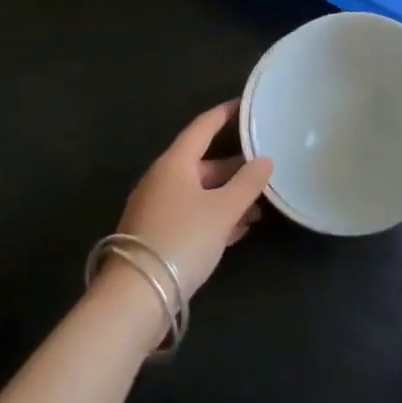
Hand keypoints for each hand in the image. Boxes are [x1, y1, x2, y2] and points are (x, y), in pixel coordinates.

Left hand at [117, 101, 273, 300]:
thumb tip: (265, 160)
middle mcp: (162, 180)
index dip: (224, 114)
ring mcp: (157, 210)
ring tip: (259, 204)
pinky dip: (215, 216)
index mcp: (174, 163)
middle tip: (263, 165)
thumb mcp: (222, 210)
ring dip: (228, 196)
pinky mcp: (157, 238)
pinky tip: (238, 229)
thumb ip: (247, 184)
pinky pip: (192, 216)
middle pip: (202, 163)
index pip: (202, 127)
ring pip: (199, 193)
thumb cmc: (182, 240)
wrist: (136, 299)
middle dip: (234, 166)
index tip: (244, 104)